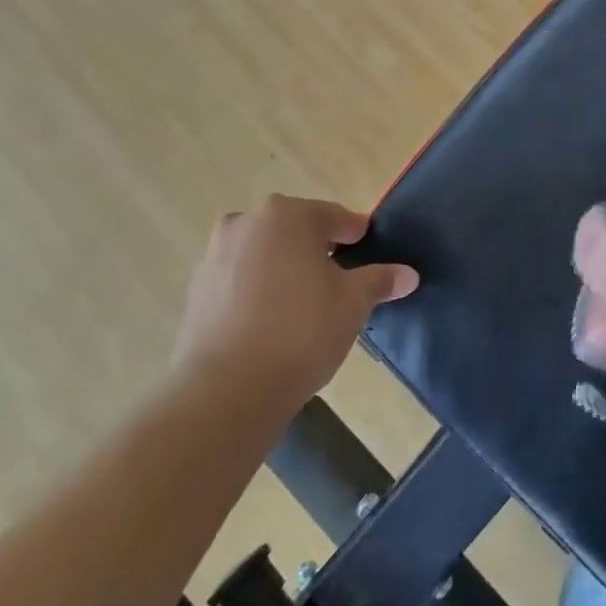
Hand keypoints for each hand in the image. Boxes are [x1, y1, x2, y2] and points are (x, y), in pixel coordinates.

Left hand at [172, 195, 417, 414]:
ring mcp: (214, 257)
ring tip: (307, 304)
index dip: (355, 234)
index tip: (370, 252)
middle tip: (341, 279)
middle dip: (318, 250)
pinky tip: (274, 322)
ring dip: (286, 269)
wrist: (226, 391)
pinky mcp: (195, 292)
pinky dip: (259, 291)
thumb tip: (409, 274)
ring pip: (265, 254)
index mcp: (287, 214)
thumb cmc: (301, 330)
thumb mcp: (354, 302)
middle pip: (295, 231)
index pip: (334, 216)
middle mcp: (246, 224)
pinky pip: (240, 280)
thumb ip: (380, 280)